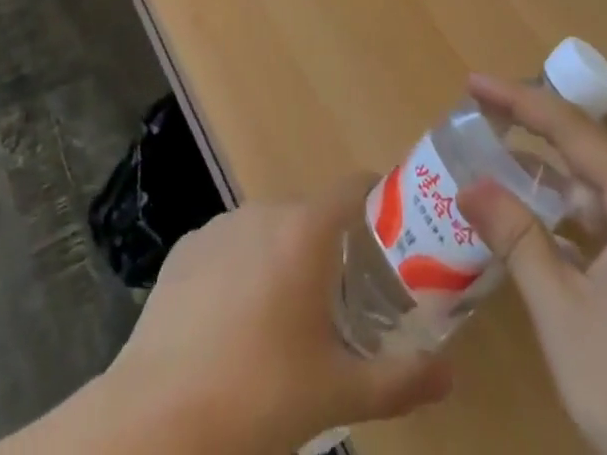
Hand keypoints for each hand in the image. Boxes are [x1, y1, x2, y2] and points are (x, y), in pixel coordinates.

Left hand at [103, 174, 453, 451]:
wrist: (156, 419)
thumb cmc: (259, 396)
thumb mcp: (338, 394)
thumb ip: (400, 379)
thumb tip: (450, 374)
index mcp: (307, 229)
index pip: (356, 186)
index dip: (379, 203)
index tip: (393, 239)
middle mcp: (265, 210)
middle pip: (313, 215)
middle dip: (332, 249)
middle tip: (342, 302)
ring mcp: (220, 225)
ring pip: (270, 231)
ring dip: (285, 260)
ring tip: (285, 320)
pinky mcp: (185, 248)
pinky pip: (230, 247)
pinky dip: (242, 271)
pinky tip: (234, 325)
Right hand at [458, 77, 606, 454]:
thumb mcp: (562, 312)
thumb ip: (517, 239)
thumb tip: (469, 185)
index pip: (574, 131)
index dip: (520, 101)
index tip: (474, 84)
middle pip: (591, 149)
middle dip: (535, 126)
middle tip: (484, 110)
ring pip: (601, 189)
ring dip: (552, 173)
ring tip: (501, 159)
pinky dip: (571, 214)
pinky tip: (541, 224)